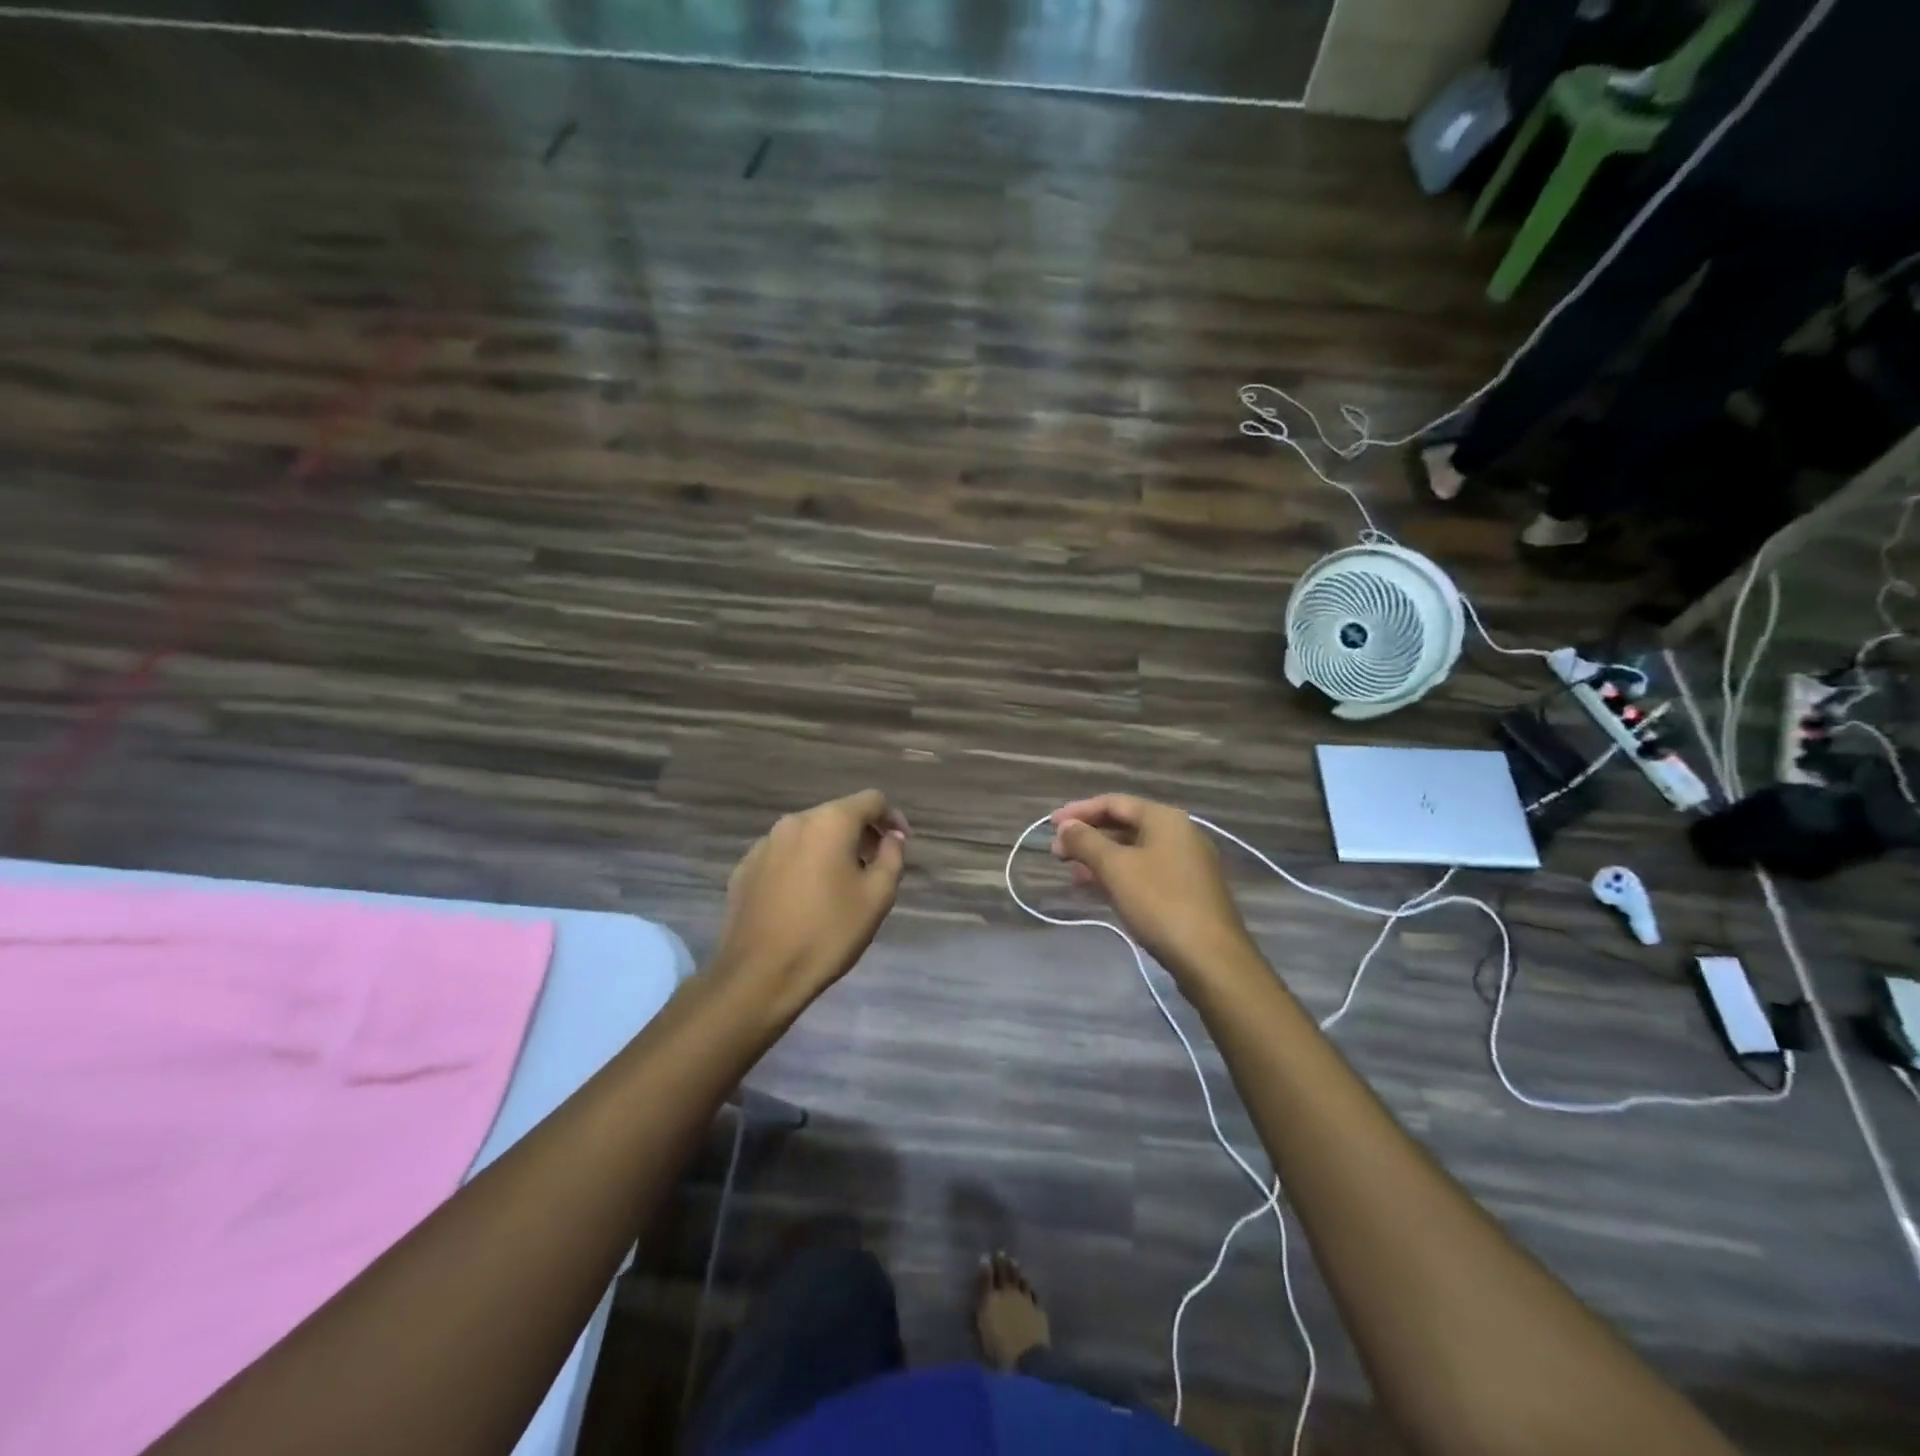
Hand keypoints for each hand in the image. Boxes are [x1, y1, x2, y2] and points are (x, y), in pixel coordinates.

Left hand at [713, 790, 908, 1011]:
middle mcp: (794, 822)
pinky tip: (805, 898)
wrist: (759, 975)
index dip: (892, 817)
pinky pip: (784, 855)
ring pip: (809, 835)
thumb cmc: (827, 933)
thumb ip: (892, 857)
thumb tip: (891, 837)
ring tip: (840, 885)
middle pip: (837, 815)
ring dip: (830, 850)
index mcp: (829, 822)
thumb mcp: (877, 897)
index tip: (901, 843)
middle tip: (875, 867)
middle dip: (861, 834)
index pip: (871, 800)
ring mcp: (764, 844)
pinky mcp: (744, 868)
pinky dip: (802, 865)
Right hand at [1051, 794, 1254, 979]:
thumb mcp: (1115, 868)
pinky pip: (1145, 870)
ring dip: (1100, 857)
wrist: (1210, 958)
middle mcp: (1179, 833)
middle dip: (1088, 836)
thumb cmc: (1159, 903)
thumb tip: (1065, 826)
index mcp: (1164, 818)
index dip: (1079, 811)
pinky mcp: (1187, 890)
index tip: (1050, 825)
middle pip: (1124, 824)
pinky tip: (1099, 888)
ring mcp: (1186, 863)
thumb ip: (1086, 841)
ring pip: (1134, 850)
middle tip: (1057, 852)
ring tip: (1072, 872)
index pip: (1114, 802)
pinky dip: (1119, 873)